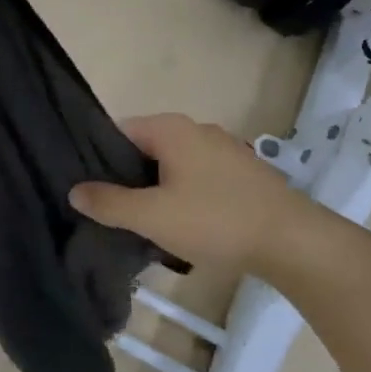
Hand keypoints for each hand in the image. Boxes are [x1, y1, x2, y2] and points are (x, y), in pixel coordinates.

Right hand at [69, 114, 326, 282]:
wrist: (294, 243)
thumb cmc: (216, 221)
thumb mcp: (152, 216)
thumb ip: (109, 203)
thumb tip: (75, 191)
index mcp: (171, 128)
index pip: (119, 131)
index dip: (99, 159)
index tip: (90, 190)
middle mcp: (197, 129)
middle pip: (146, 148)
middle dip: (129, 178)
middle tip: (116, 212)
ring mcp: (225, 149)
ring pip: (174, 165)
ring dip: (158, 190)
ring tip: (149, 224)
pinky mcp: (244, 173)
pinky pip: (200, 177)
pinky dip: (187, 195)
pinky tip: (188, 226)